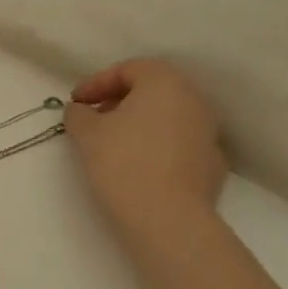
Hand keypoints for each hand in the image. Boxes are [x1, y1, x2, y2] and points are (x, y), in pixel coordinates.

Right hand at [65, 59, 227, 229]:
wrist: (167, 219)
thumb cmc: (123, 162)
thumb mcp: (86, 132)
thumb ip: (78, 113)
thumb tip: (81, 110)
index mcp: (165, 83)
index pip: (128, 69)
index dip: (96, 82)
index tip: (75, 102)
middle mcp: (194, 100)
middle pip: (152, 89)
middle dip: (119, 100)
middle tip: (93, 117)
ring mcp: (208, 133)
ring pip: (167, 116)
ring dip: (139, 122)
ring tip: (112, 142)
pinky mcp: (212, 164)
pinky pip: (178, 143)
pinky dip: (156, 145)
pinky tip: (137, 165)